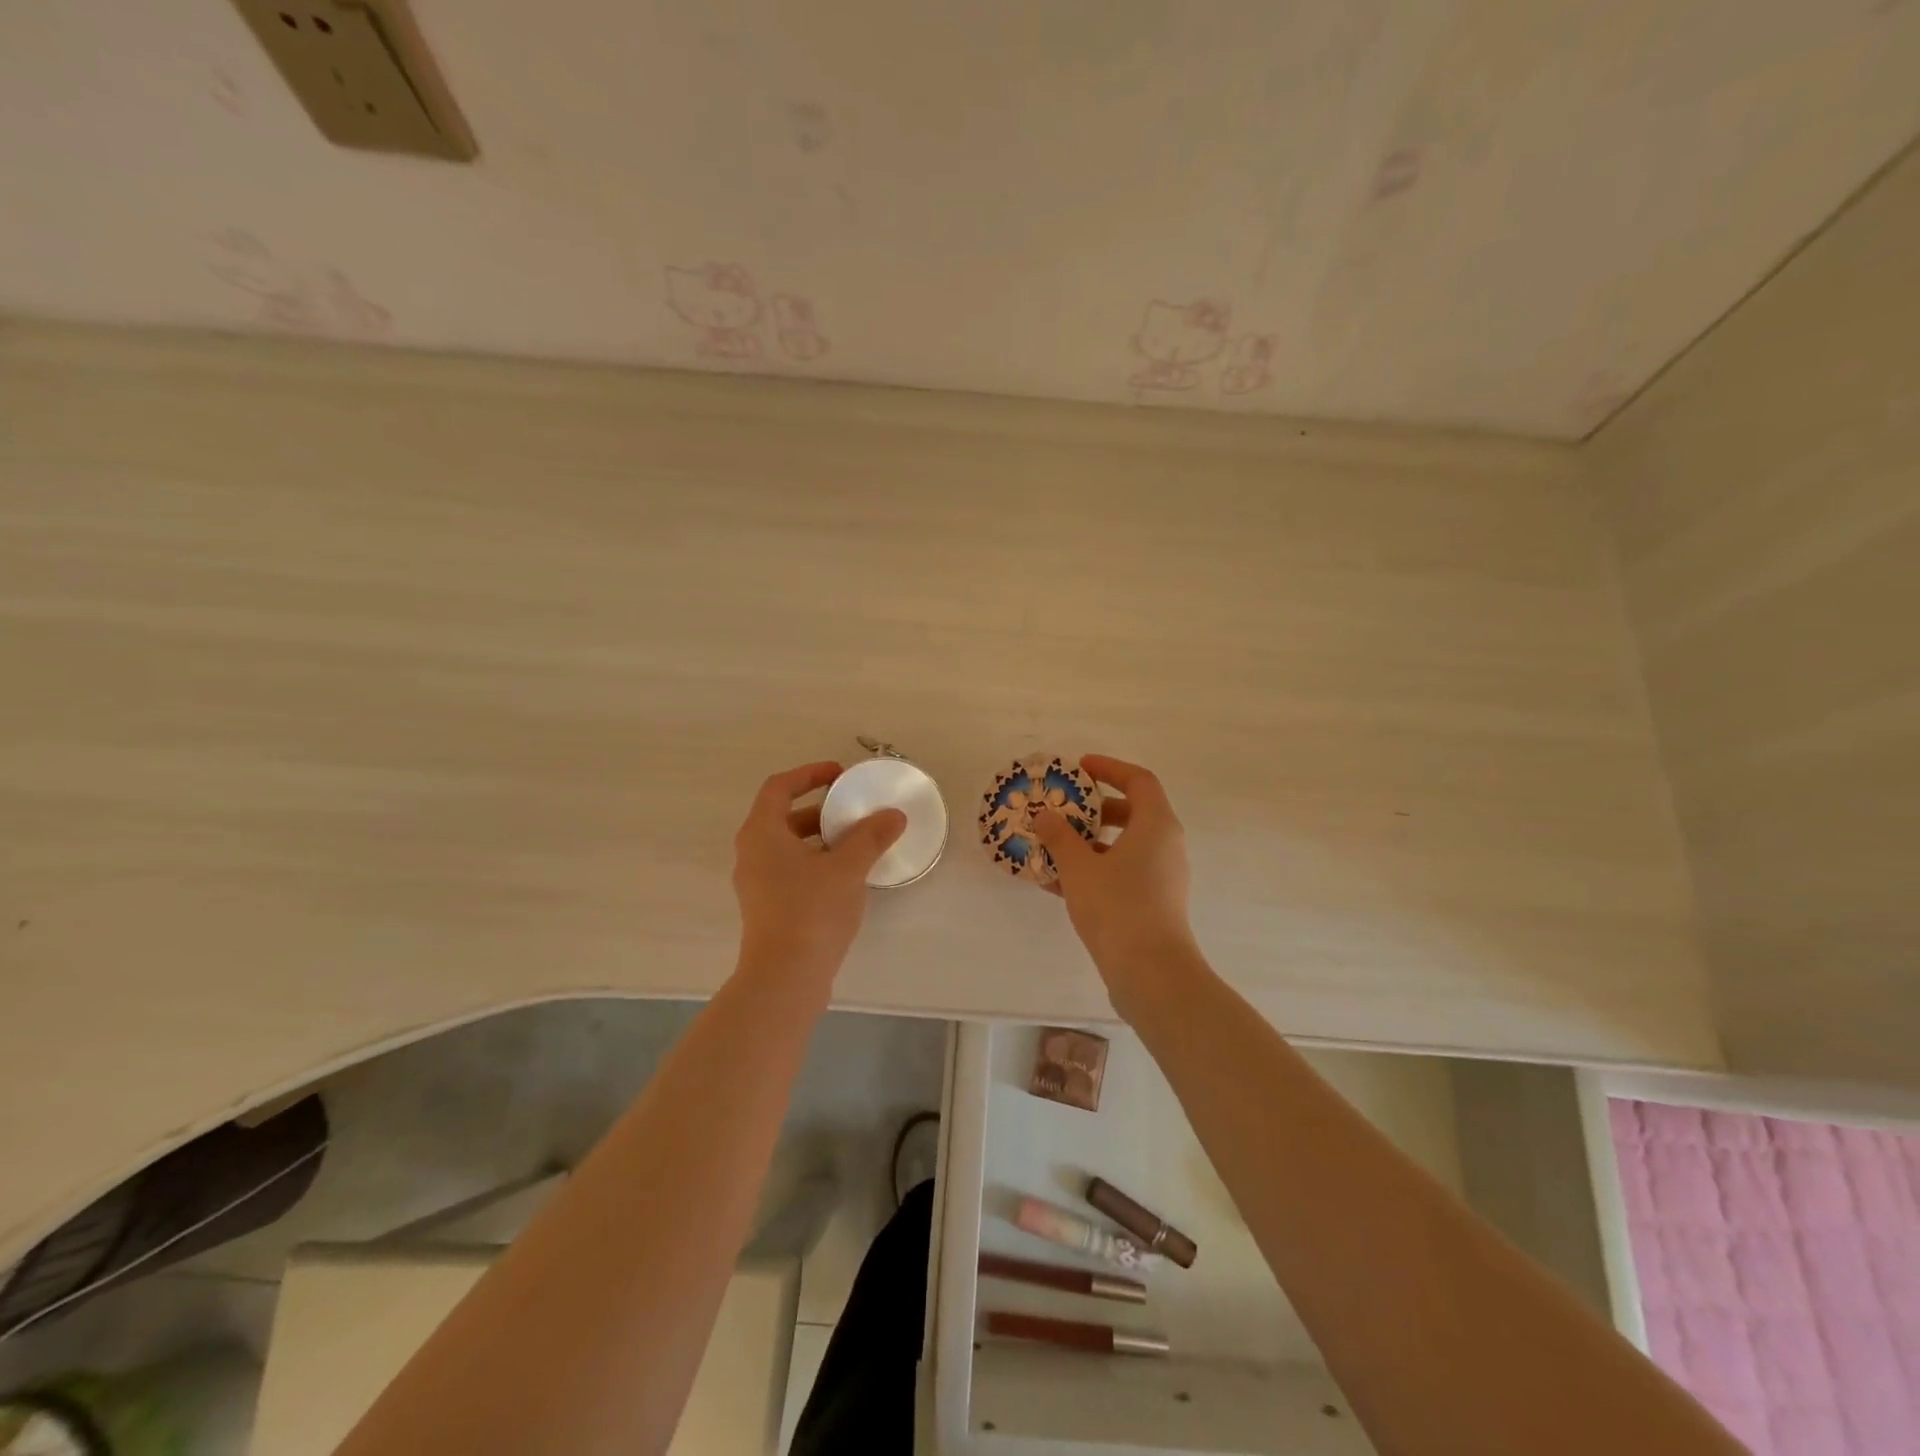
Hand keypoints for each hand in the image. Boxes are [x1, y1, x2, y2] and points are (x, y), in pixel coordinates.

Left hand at [732, 761, 905, 985]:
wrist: (785, 977)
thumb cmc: (811, 911)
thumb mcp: (847, 868)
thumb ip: (870, 837)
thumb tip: (893, 815)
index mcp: (762, 833)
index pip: (779, 787)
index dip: (809, 774)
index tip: (840, 775)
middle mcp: (752, 853)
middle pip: (783, 816)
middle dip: (820, 809)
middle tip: (853, 809)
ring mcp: (757, 883)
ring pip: (788, 846)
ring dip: (820, 838)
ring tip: (856, 841)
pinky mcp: (767, 907)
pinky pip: (790, 870)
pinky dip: (815, 862)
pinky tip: (846, 875)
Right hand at [1032, 755, 1196, 984]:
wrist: (1150, 971)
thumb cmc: (1117, 906)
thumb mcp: (1079, 866)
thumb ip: (1060, 837)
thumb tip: (1045, 816)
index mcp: (1156, 824)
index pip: (1139, 780)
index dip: (1109, 768)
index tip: (1079, 768)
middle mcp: (1166, 845)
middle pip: (1133, 812)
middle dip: (1096, 808)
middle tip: (1065, 809)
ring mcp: (1164, 876)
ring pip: (1127, 846)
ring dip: (1092, 842)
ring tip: (1055, 847)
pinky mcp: (1156, 903)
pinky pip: (1124, 873)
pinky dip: (1097, 869)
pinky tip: (1060, 883)